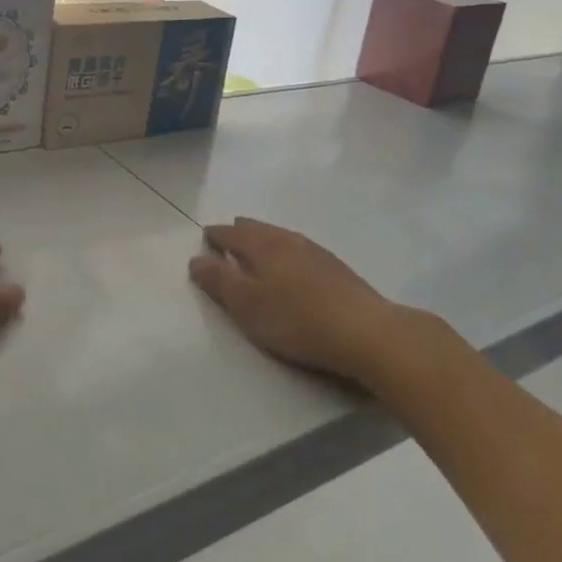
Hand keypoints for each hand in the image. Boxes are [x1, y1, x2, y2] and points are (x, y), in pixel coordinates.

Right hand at [189, 218, 395, 383]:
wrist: (366, 332)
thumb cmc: (297, 319)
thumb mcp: (248, 305)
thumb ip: (219, 281)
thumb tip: (196, 259)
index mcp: (264, 245)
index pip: (232, 233)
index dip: (216, 235)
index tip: (205, 237)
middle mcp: (289, 240)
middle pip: (258, 229)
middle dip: (240, 232)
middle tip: (228, 236)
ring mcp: (316, 252)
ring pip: (281, 238)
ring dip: (265, 241)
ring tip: (256, 249)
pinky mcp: (336, 269)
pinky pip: (299, 251)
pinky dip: (285, 253)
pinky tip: (292, 267)